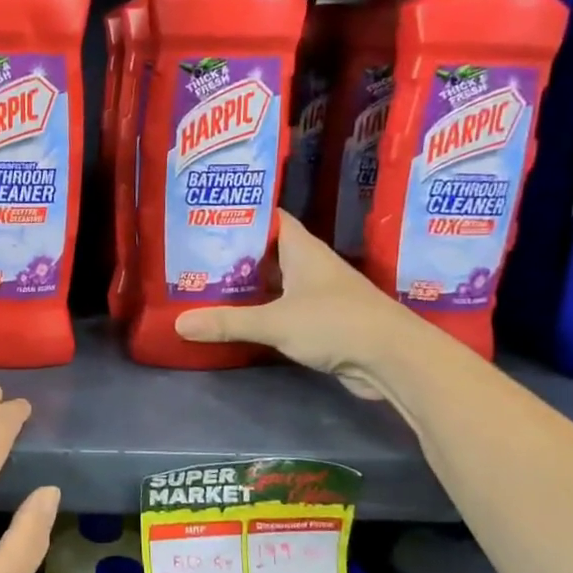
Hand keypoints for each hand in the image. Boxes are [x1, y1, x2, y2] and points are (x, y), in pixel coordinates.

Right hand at [174, 211, 428, 398]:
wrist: (393, 359)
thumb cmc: (336, 323)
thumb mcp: (275, 321)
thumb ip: (227, 322)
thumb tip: (179, 324)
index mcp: (303, 250)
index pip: (270, 218)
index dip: (242, 213)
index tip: (208, 215)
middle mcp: (311, 267)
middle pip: (267, 252)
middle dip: (234, 253)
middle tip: (194, 255)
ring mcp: (318, 295)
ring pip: (275, 283)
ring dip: (246, 285)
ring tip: (205, 284)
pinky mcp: (321, 323)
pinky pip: (282, 310)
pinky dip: (260, 312)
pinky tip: (236, 319)